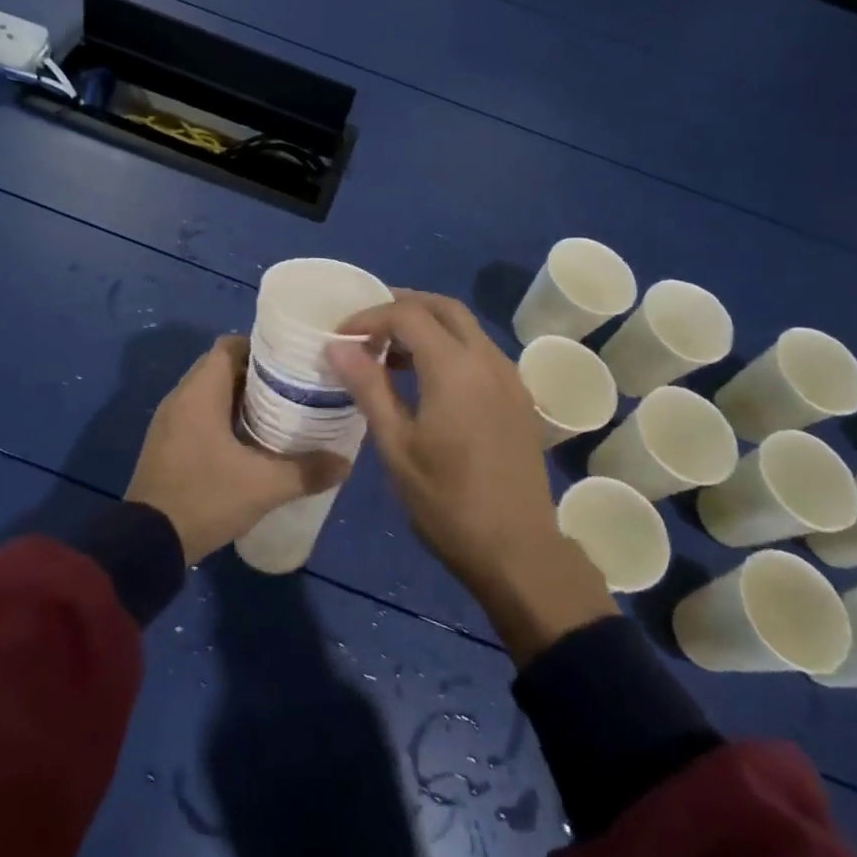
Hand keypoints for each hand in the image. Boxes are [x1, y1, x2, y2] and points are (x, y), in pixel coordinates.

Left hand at [126, 336, 349, 564]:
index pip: (229, 345)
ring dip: (242, 399)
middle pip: (221, 367)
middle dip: (257, 375)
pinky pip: (200, 416)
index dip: (261, 348)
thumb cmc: (205, 498)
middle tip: (294, 388)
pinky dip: (225, 419)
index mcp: (199, 393)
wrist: (148, 544)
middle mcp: (180, 398)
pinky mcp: (167, 445)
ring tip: (280, 413)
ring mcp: (170, 423)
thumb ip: (307, 471)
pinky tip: (252, 442)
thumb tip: (345, 462)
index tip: (292, 361)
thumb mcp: (263, 486)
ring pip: (211, 394)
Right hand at [328, 292, 617, 662]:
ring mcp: (510, 377)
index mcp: (456, 369)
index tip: (341, 337)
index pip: (407, 315)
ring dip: (427, 326)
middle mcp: (488, 360)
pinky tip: (425, 379)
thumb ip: (368, 387)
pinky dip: (448, 347)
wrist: (517, 550)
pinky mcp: (518, 397)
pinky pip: (480, 352)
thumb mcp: (396, 446)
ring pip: (466, 327)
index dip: (369, 316)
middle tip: (365, 327)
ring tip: (388, 352)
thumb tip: (338, 345)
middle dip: (401, 306)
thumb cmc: (446, 502)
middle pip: (444, 307)